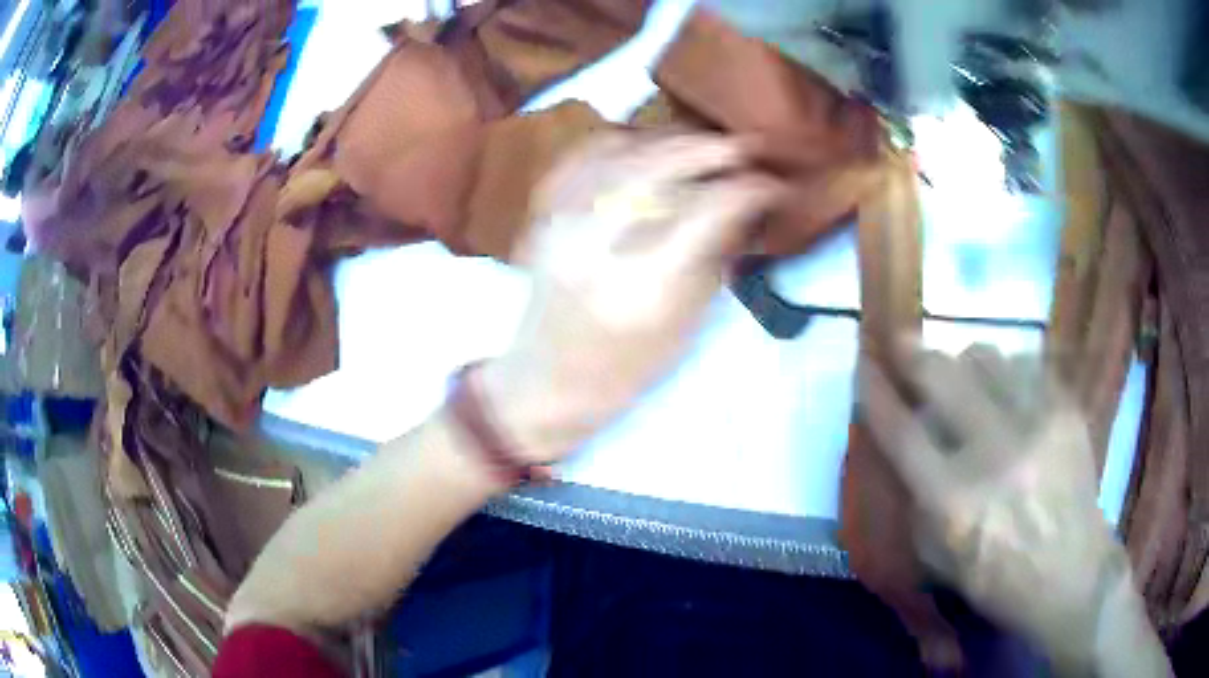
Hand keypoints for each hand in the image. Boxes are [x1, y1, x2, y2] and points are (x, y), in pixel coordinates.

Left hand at [481, 133, 780, 463]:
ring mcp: (561, 223)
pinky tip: (647, 143)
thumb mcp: (687, 324)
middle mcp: (597, 243)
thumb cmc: (626, 369)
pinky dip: (621, 140)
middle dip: (710, 149)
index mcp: (642, 285)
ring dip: (669, 139)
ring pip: (620, 151)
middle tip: (745, 146)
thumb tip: (744, 204)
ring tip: (702, 143)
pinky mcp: (542, 216)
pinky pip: (581, 156)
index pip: (707, 210)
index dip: (749, 189)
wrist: (546, 380)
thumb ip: (716, 256)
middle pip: (659, 167)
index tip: (774, 184)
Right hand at [859, 344, 1129, 670]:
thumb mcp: (941, 560)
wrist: (1072, 573)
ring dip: (964, 362)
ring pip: (985, 356)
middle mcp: (992, 453)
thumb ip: (918, 502)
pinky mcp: (1065, 409)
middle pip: (941, 376)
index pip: (902, 432)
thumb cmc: (1000, 580)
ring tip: (965, 375)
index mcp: (954, 502)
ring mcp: (1035, 423)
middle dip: (913, 353)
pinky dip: (1007, 371)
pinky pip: (1026, 364)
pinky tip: (1008, 388)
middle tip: (903, 342)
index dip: (876, 391)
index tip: (863, 362)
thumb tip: (910, 447)